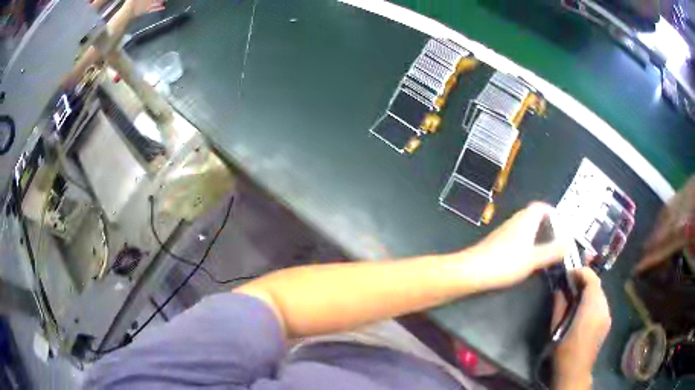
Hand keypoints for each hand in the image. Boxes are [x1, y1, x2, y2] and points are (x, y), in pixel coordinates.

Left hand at [460, 202, 567, 289]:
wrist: (471, 271)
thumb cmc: (505, 262)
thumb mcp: (533, 258)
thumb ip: (552, 251)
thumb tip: (569, 242)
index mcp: (525, 220)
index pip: (540, 207)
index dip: (552, 212)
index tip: (562, 223)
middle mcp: (515, 222)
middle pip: (533, 216)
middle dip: (547, 225)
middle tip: (558, 239)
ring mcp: (504, 233)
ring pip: (525, 229)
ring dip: (537, 236)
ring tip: (547, 249)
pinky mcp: (497, 245)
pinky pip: (517, 239)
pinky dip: (527, 244)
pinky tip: (529, 258)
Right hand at [552, 268, 610, 389]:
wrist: (575, 372)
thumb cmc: (563, 350)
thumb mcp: (556, 327)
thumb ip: (560, 304)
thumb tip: (559, 287)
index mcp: (591, 308)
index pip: (592, 279)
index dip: (582, 272)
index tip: (570, 273)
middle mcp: (603, 308)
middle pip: (598, 285)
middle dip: (586, 280)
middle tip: (572, 282)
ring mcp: (607, 315)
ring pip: (601, 293)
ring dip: (590, 290)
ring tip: (577, 295)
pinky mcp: (608, 321)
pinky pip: (602, 303)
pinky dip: (594, 300)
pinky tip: (584, 309)